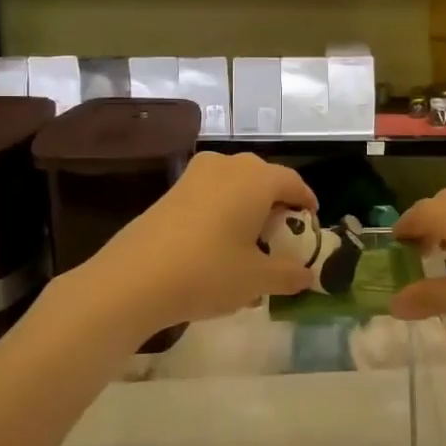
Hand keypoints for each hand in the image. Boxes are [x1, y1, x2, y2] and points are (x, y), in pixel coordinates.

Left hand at [70, 152, 320, 340]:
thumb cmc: (207, 272)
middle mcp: (228, 166)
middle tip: (282, 236)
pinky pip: (211, 195)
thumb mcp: (256, 279)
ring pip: (235, 186)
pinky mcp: (171, 191)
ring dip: (248, 208)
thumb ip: (288, 274)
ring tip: (250, 244)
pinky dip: (223, 213)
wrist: (132, 280)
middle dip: (277, 205)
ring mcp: (195, 175)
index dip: (307, 203)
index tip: (312, 224)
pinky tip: (218, 247)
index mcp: (256, 178)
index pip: (293, 182)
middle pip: (264, 179)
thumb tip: (307, 276)